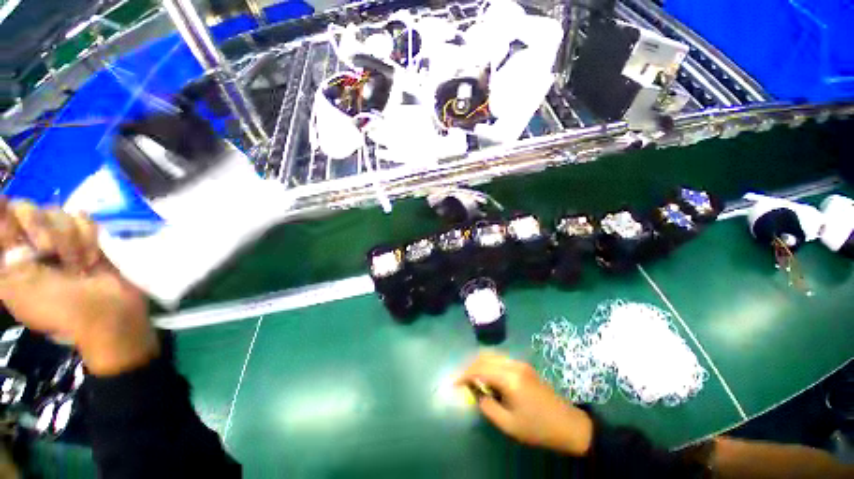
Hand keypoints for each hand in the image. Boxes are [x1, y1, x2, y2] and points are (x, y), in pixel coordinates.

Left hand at [0, 198, 157, 375]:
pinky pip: (84, 219)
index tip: (20, 233)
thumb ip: (5, 255)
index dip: (5, 214)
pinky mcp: (85, 237)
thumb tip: (0, 206)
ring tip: (77, 265)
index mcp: (7, 254)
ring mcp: (58, 238)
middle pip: (26, 207)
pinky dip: (88, 238)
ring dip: (69, 240)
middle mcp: (28, 241)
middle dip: (42, 229)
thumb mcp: (20, 287)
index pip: (0, 214)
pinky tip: (90, 257)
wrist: (107, 312)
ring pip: (58, 212)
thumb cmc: (57, 307)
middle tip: (50, 254)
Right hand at [456, 351, 593, 456]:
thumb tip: (476, 393)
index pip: (479, 369)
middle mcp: (513, 364)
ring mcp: (520, 363)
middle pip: (484, 357)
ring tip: (472, 380)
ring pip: (492, 355)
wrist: (568, 424)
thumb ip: (487, 406)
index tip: (454, 384)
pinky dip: (489, 365)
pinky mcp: (523, 366)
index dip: (464, 375)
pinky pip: (500, 359)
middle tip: (462, 381)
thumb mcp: (509, 424)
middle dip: (470, 367)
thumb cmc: (538, 428)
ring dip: (479, 364)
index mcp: (509, 378)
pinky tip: (487, 377)